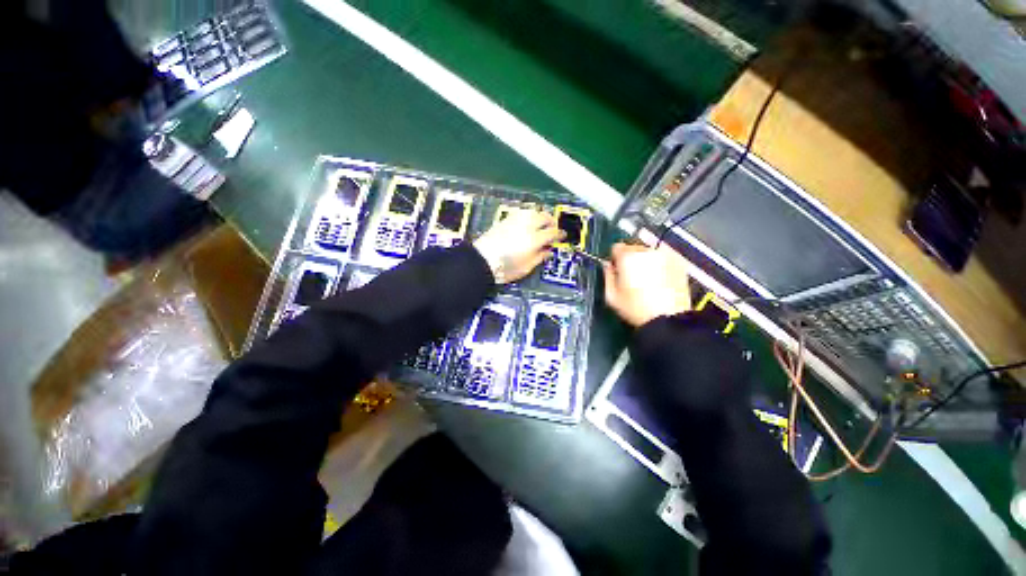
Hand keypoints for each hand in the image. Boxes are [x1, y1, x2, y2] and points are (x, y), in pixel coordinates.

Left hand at [474, 208, 563, 283]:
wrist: (481, 261)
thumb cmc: (505, 268)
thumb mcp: (526, 267)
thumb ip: (540, 257)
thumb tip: (548, 250)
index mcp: (534, 239)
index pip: (552, 232)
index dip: (559, 234)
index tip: (561, 236)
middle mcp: (526, 226)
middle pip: (544, 216)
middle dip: (551, 221)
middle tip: (553, 228)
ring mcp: (515, 221)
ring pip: (532, 211)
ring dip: (540, 215)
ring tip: (541, 222)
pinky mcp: (505, 220)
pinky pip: (521, 212)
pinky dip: (528, 214)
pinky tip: (527, 221)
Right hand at [603, 243, 691, 326]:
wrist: (668, 319)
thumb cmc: (635, 309)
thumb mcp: (612, 297)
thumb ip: (607, 276)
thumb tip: (607, 265)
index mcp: (627, 258)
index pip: (617, 247)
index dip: (615, 259)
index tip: (617, 270)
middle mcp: (646, 251)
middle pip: (634, 248)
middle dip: (631, 259)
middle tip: (632, 277)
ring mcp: (665, 256)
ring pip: (649, 253)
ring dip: (646, 261)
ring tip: (648, 279)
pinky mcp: (679, 263)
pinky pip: (664, 259)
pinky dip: (660, 265)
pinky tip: (660, 280)